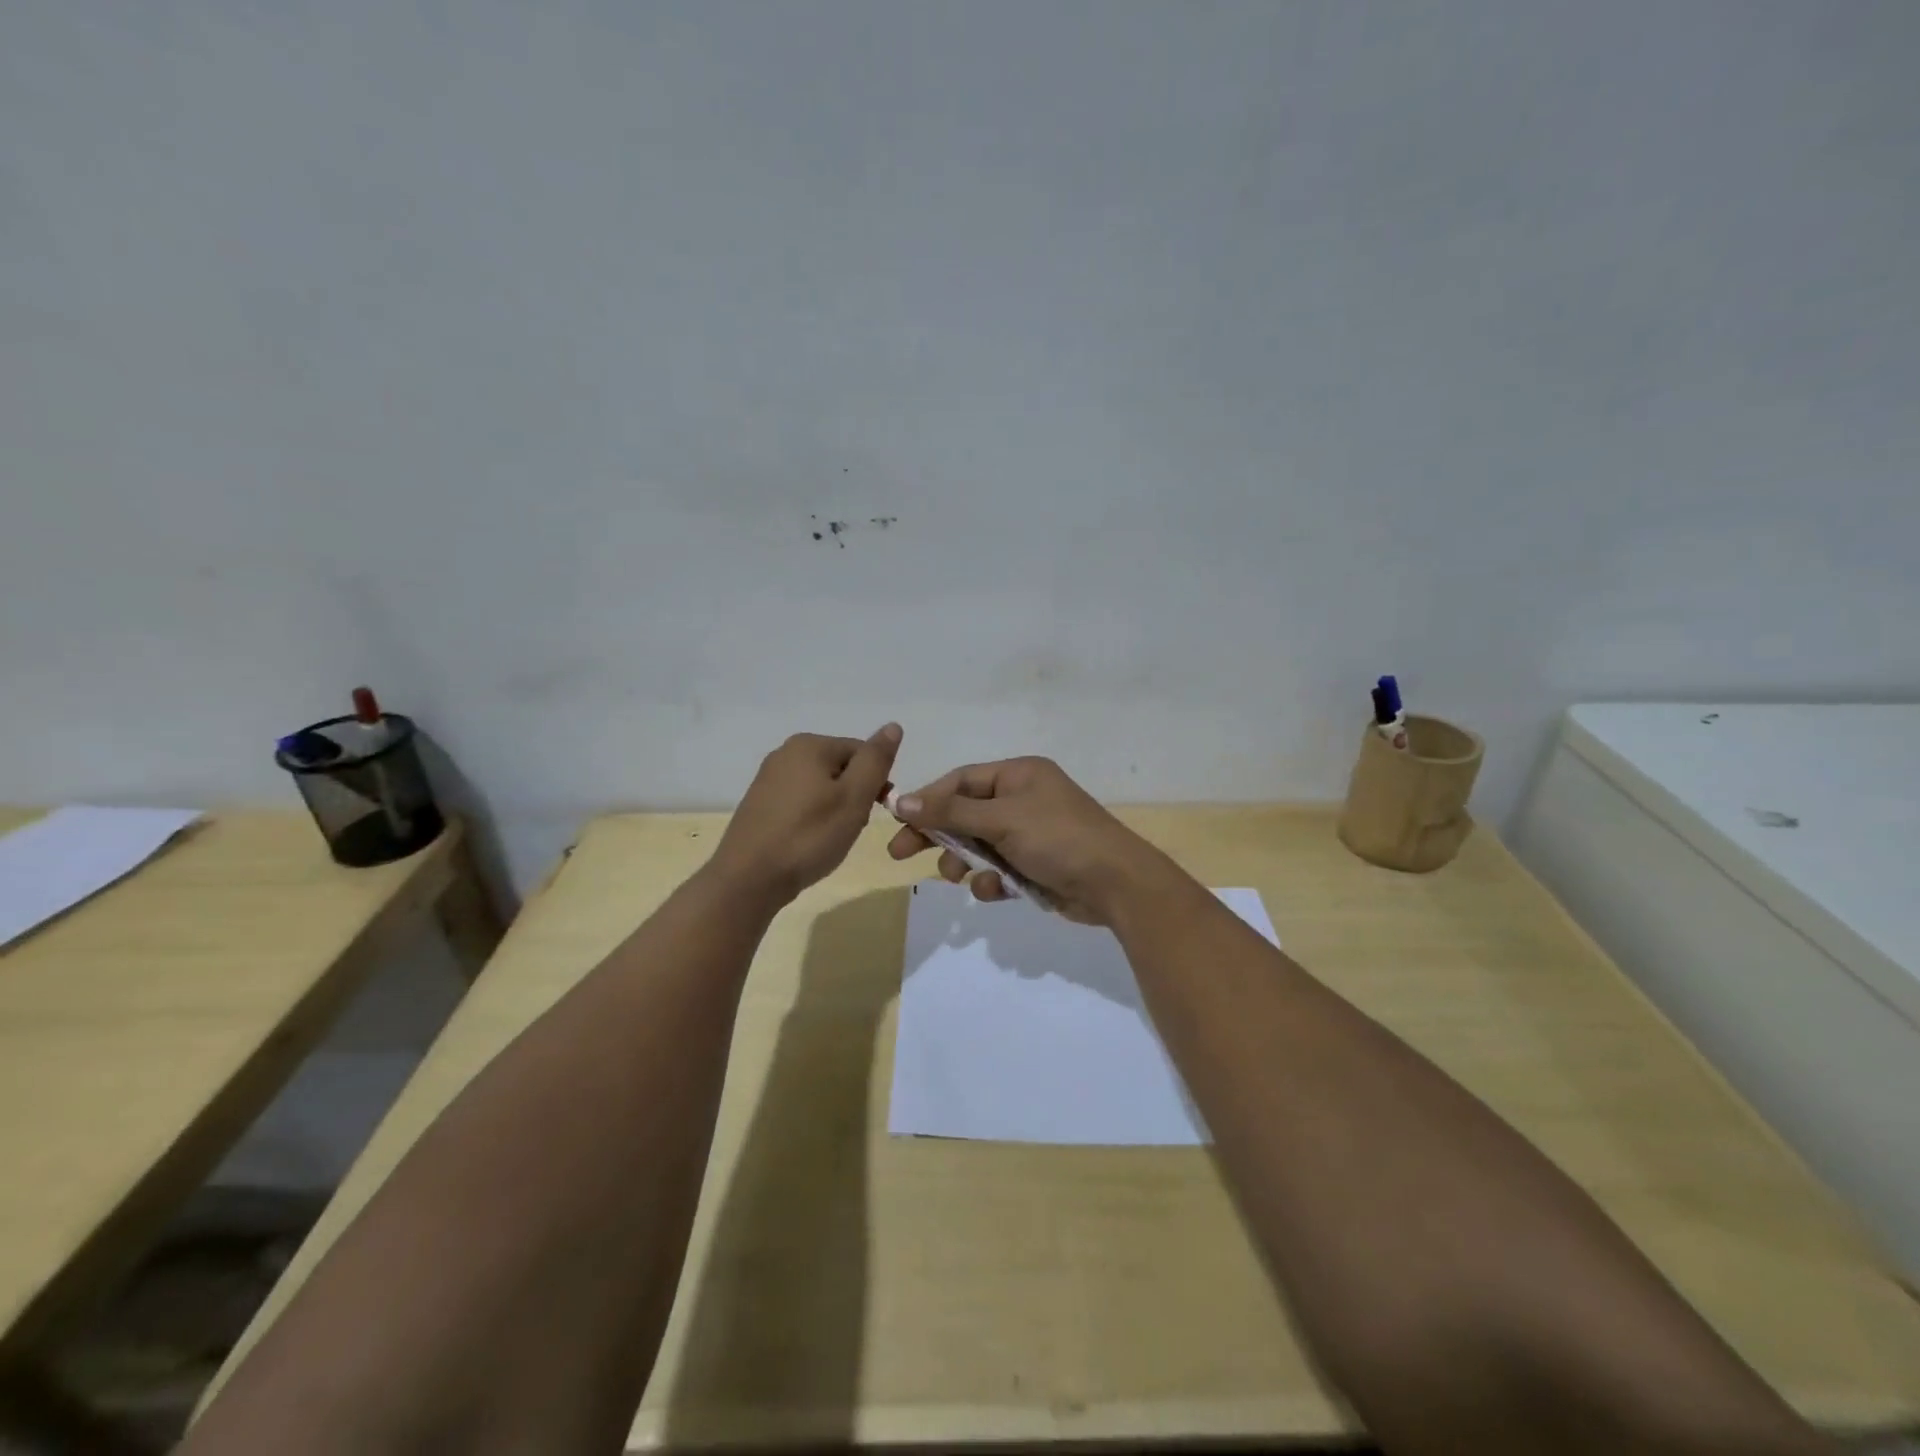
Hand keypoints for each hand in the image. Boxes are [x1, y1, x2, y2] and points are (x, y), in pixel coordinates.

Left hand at [710, 724, 900, 907]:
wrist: (749, 879)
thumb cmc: (809, 836)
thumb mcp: (854, 798)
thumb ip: (876, 760)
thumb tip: (893, 727)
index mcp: (809, 744)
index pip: (862, 752)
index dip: (875, 782)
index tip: (873, 812)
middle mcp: (785, 753)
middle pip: (841, 768)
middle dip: (854, 796)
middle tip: (851, 828)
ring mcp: (768, 778)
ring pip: (822, 787)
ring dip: (835, 809)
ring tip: (830, 839)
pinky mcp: (760, 804)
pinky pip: (801, 802)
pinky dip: (812, 819)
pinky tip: (809, 842)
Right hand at [884, 756, 1176, 925]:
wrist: (1115, 884)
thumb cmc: (1058, 838)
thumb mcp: (1001, 820)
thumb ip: (950, 813)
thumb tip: (900, 800)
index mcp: (1018, 775)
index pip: (960, 781)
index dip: (927, 799)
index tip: (896, 820)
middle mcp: (1022, 799)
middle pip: (964, 813)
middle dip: (937, 835)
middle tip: (900, 854)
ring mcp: (1029, 834)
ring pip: (978, 845)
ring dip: (964, 861)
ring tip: (959, 876)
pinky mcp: (1034, 866)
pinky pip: (998, 868)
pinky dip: (990, 880)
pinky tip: (994, 890)